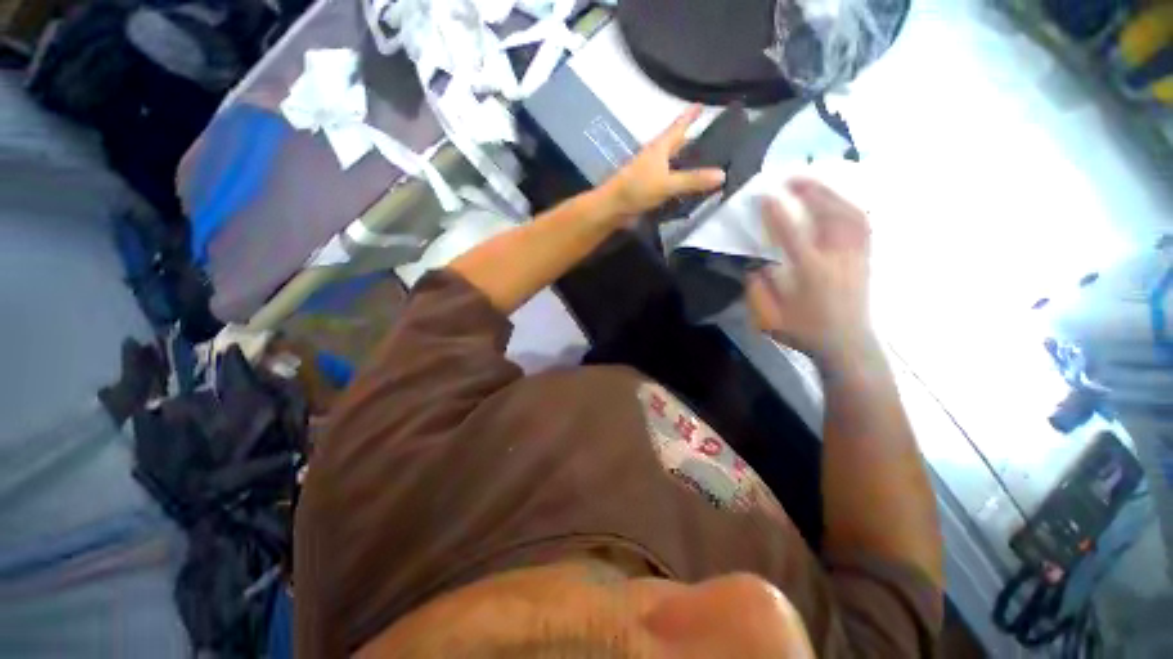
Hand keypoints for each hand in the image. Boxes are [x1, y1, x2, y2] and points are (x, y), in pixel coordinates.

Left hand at [599, 105, 725, 222]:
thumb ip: (693, 180)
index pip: (679, 126)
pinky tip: (691, 190)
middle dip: (694, 143)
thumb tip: (722, 174)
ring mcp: (652, 174)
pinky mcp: (649, 189)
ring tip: (709, 168)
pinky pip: (670, 182)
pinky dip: (681, 183)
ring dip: (688, 166)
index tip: (703, 104)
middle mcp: (656, 157)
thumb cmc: (637, 188)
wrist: (613, 208)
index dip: (690, 115)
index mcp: (660, 147)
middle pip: (678, 145)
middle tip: (717, 144)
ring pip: (674, 165)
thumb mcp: (667, 183)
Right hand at [746, 179, 877, 369]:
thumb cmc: (805, 331)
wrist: (847, 344)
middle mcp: (837, 258)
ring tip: (814, 183)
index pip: (792, 235)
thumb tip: (756, 265)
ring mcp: (856, 256)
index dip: (777, 213)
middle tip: (792, 177)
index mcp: (810, 273)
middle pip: (828, 215)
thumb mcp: (769, 317)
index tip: (765, 195)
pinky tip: (839, 201)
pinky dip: (849, 207)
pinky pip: (862, 224)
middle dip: (809, 191)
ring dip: (830, 194)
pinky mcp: (865, 258)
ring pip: (849, 214)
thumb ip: (759, 289)